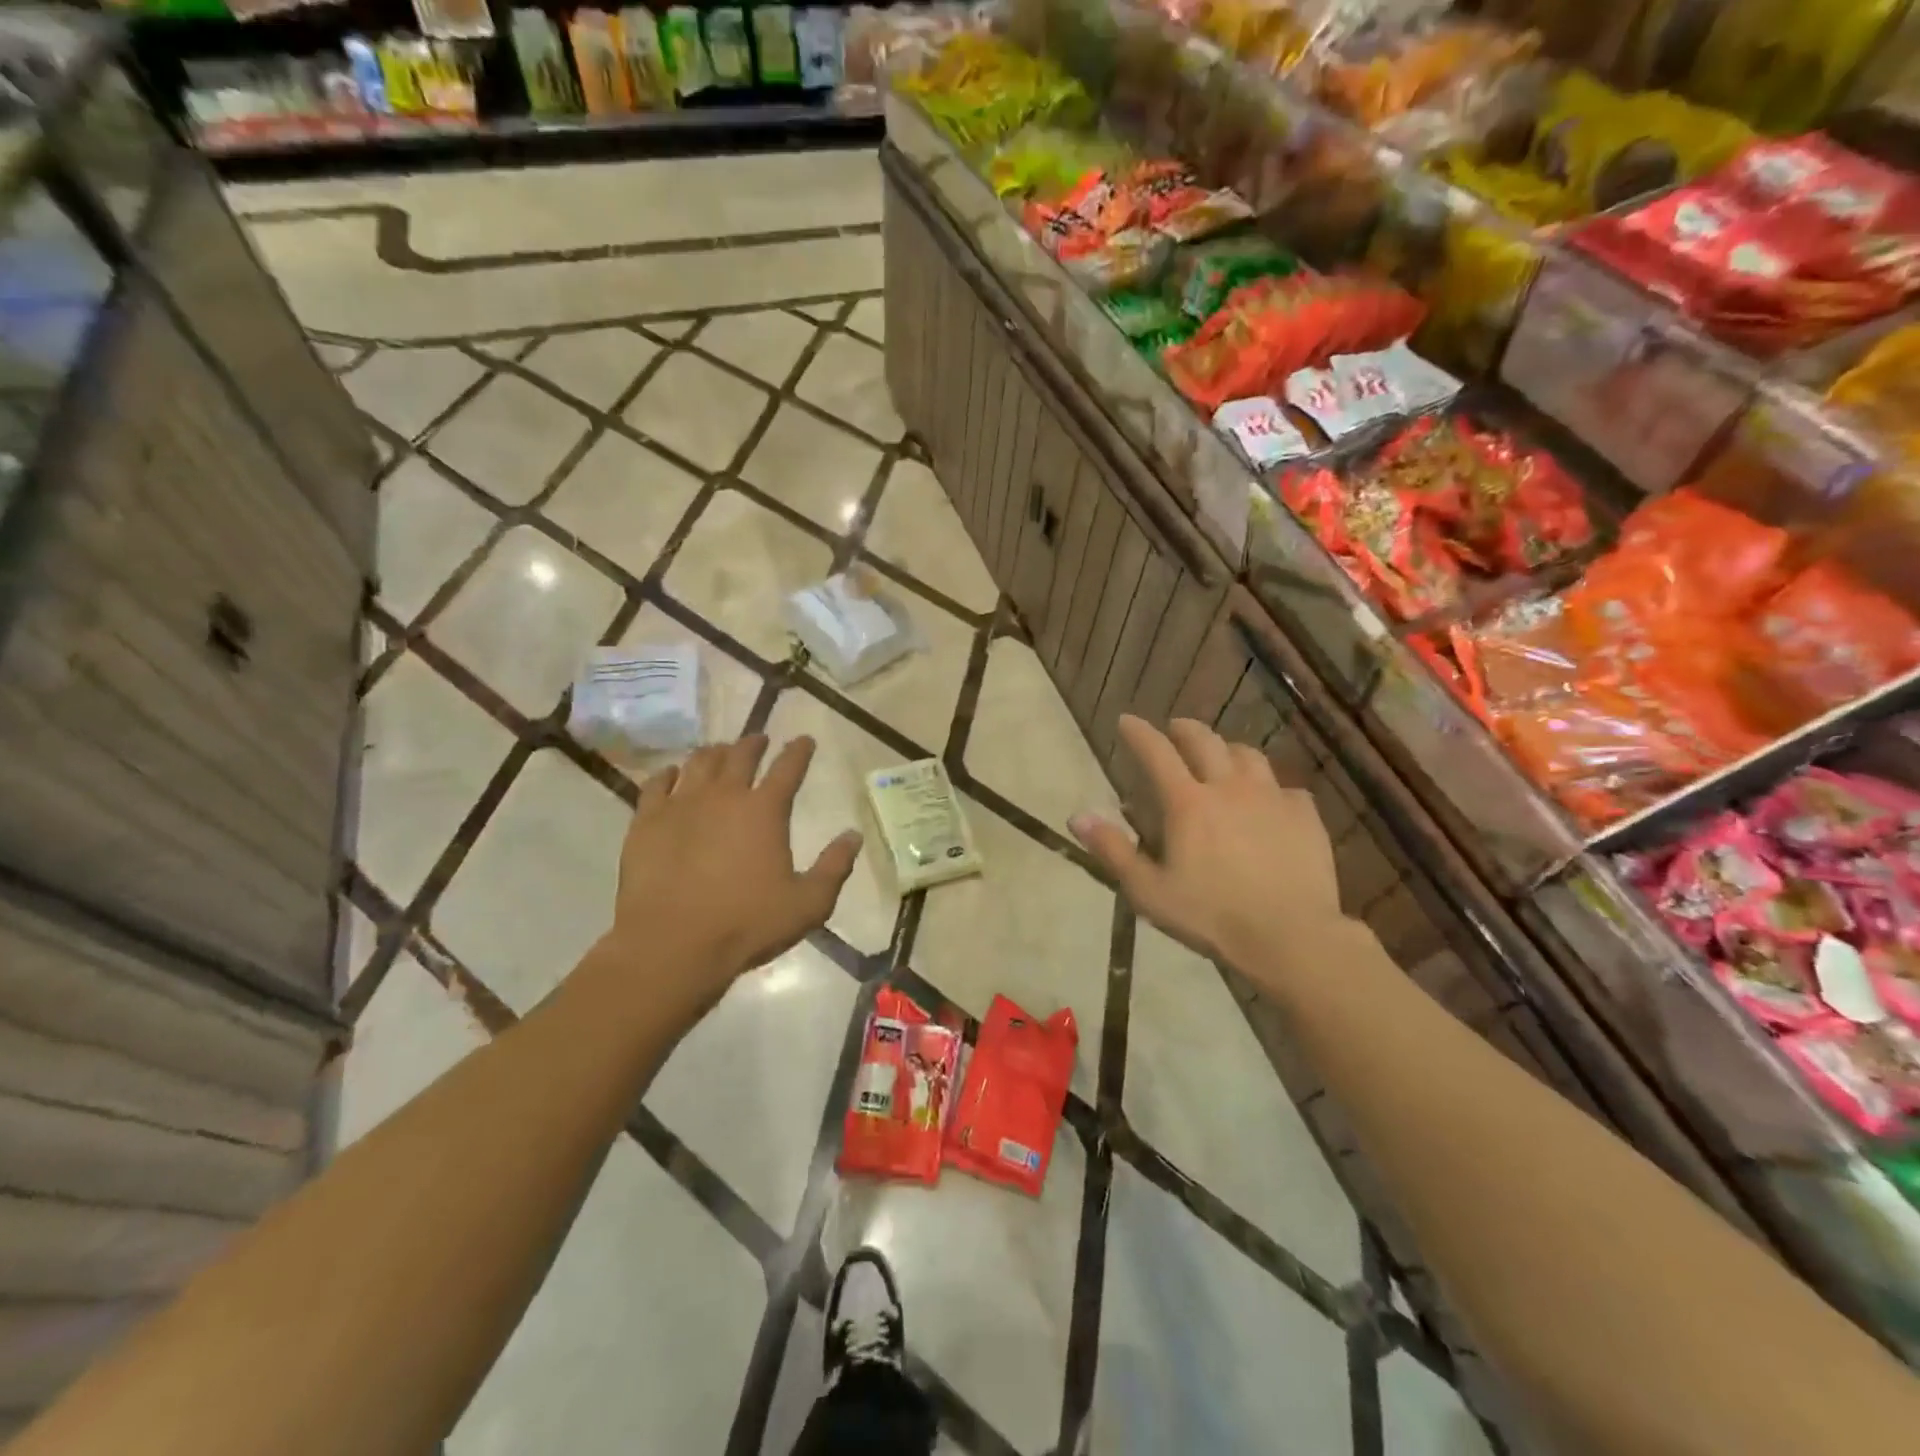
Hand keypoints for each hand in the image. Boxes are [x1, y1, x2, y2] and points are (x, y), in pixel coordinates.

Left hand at [604, 735, 861, 1007]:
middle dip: (754, 743)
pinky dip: (669, 774)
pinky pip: (657, 784)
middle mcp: (724, 795)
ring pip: (699, 762)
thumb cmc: (746, 924)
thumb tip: (853, 835)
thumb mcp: (808, 904)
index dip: (799, 751)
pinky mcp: (647, 821)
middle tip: (760, 740)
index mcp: (765, 810)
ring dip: (715, 753)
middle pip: (741, 755)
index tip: (804, 740)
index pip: (788, 768)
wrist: (672, 944)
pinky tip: (672, 774)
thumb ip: (835, 867)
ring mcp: (681, 804)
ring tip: (721, 752)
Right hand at [1070, 715, 1342, 975]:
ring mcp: (1272, 798)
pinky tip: (1269, 801)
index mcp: (1188, 803)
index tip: (1126, 720)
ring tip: (1222, 756)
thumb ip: (1113, 850)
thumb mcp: (1149, 891)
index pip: (1157, 752)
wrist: (1291, 936)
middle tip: (1174, 728)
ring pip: (1248, 755)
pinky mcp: (1305, 816)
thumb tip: (1078, 816)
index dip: (1139, 733)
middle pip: (1205, 741)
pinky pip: (1286, 788)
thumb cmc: (1211, 916)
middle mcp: (1229, 788)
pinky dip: (1270, 787)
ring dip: (1228, 749)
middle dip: (1184, 729)